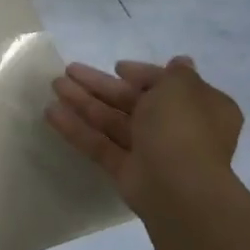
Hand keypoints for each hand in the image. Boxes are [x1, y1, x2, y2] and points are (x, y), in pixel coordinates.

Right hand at [45, 55, 242, 211]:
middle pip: (132, 101)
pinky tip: (51, 113)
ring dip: (83, 102)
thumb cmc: (182, 127)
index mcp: (199, 107)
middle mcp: (176, 128)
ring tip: (55, 85)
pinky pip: (100, 144)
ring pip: (112, 121)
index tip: (117, 67)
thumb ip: (175, 74)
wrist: (179, 187)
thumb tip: (180, 62)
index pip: (166, 85)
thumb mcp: (182, 88)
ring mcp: (149, 151)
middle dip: (100, 85)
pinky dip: (77, 129)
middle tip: (69, 70)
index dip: (141, 74)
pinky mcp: (126, 170)